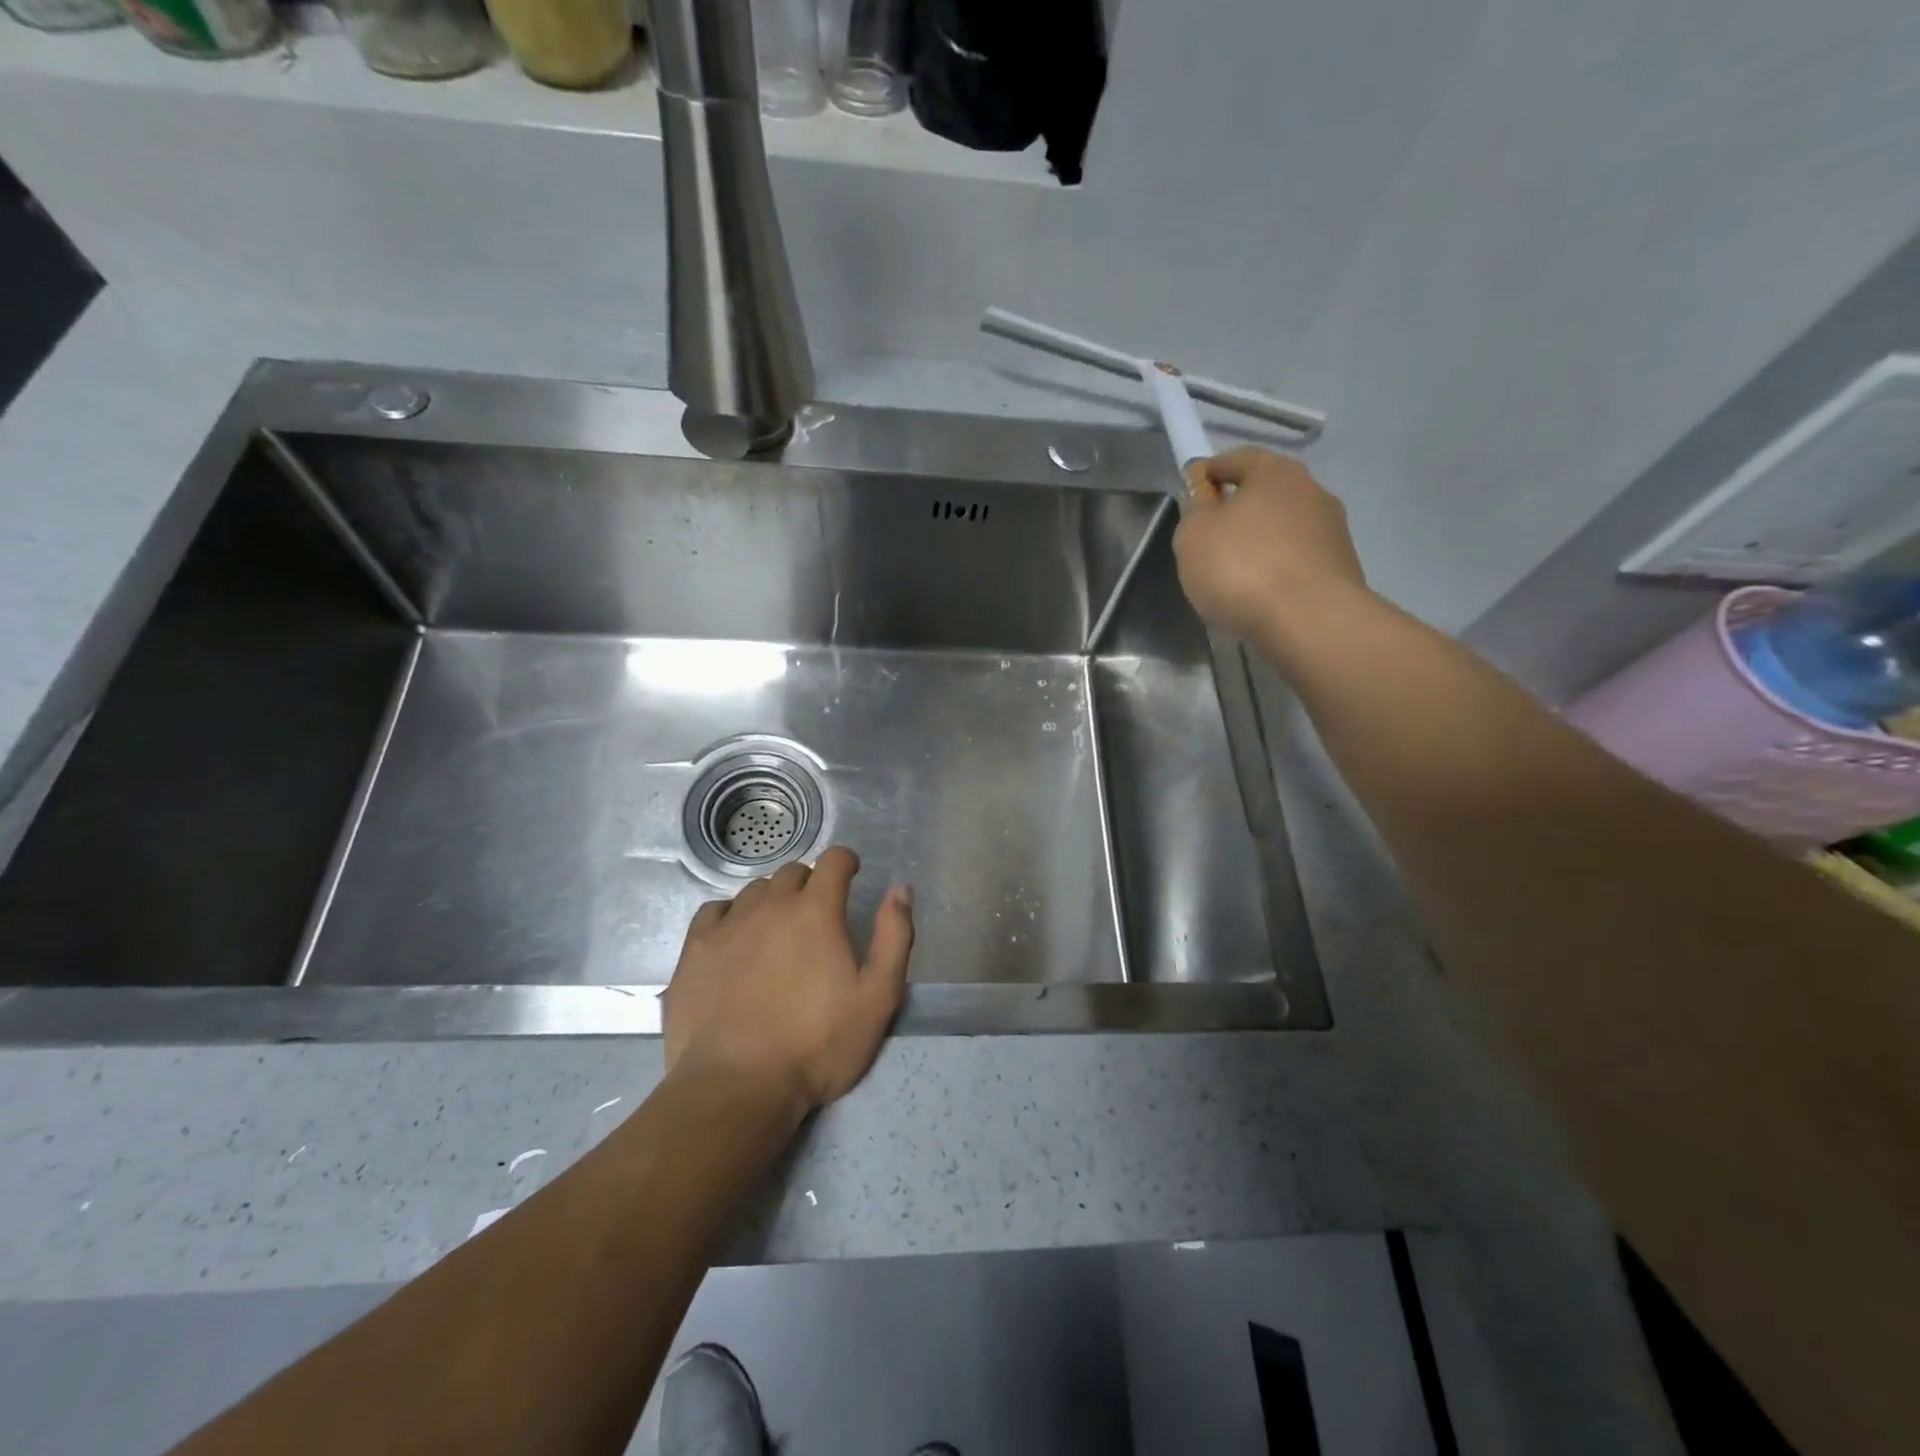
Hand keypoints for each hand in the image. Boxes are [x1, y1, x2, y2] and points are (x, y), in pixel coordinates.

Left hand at [662, 847, 913, 1115]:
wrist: (736, 1087)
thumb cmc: (817, 1045)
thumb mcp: (877, 997)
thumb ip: (894, 936)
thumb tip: (900, 889)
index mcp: (815, 910)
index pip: (832, 860)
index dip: (845, 861)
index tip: (851, 874)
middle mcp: (770, 905)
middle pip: (792, 873)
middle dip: (810, 883)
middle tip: (817, 913)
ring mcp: (728, 925)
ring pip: (755, 891)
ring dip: (772, 899)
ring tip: (778, 929)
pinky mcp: (695, 949)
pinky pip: (715, 911)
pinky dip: (731, 915)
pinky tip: (736, 939)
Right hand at [1172, 447, 1367, 637]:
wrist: (1309, 618)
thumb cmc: (1241, 567)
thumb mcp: (1193, 536)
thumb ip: (1195, 512)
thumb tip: (1207, 504)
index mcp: (1275, 472)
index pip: (1238, 458)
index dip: (1212, 471)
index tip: (1194, 490)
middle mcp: (1312, 491)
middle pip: (1266, 493)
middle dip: (1240, 509)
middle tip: (1213, 536)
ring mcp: (1333, 530)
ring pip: (1285, 528)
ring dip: (1262, 541)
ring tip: (1237, 573)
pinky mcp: (1342, 567)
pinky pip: (1298, 560)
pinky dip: (1279, 569)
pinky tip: (1261, 593)